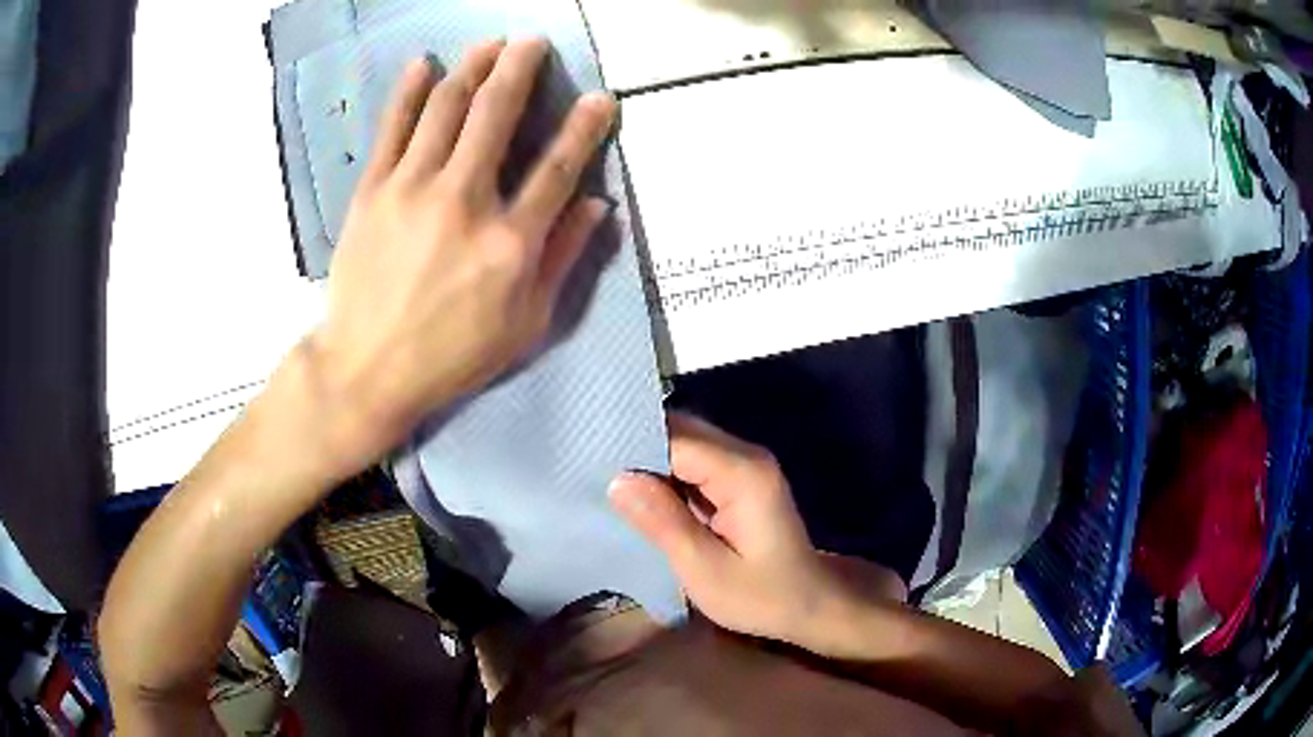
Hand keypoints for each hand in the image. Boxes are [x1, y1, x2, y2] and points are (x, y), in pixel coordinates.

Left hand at [306, 38, 617, 461]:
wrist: (367, 369)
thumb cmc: (452, 355)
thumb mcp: (525, 325)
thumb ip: (563, 259)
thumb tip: (598, 205)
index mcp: (510, 241)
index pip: (559, 166)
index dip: (585, 126)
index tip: (600, 98)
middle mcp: (464, 200)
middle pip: (497, 114)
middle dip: (521, 68)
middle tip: (533, 42)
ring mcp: (412, 189)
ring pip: (446, 107)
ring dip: (472, 67)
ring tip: (489, 44)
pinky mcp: (372, 191)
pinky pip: (393, 127)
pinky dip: (408, 91)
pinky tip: (422, 64)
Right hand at [609, 414, 854, 650]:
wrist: (809, 604)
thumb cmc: (761, 596)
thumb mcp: (705, 570)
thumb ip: (663, 522)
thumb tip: (617, 479)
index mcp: (742, 473)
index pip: (675, 439)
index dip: (632, 445)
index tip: (589, 459)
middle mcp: (745, 456)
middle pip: (681, 430)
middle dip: (636, 446)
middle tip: (590, 467)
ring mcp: (745, 464)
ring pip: (684, 442)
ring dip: (648, 458)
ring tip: (605, 477)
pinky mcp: (740, 478)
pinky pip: (693, 461)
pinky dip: (665, 471)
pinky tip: (638, 490)